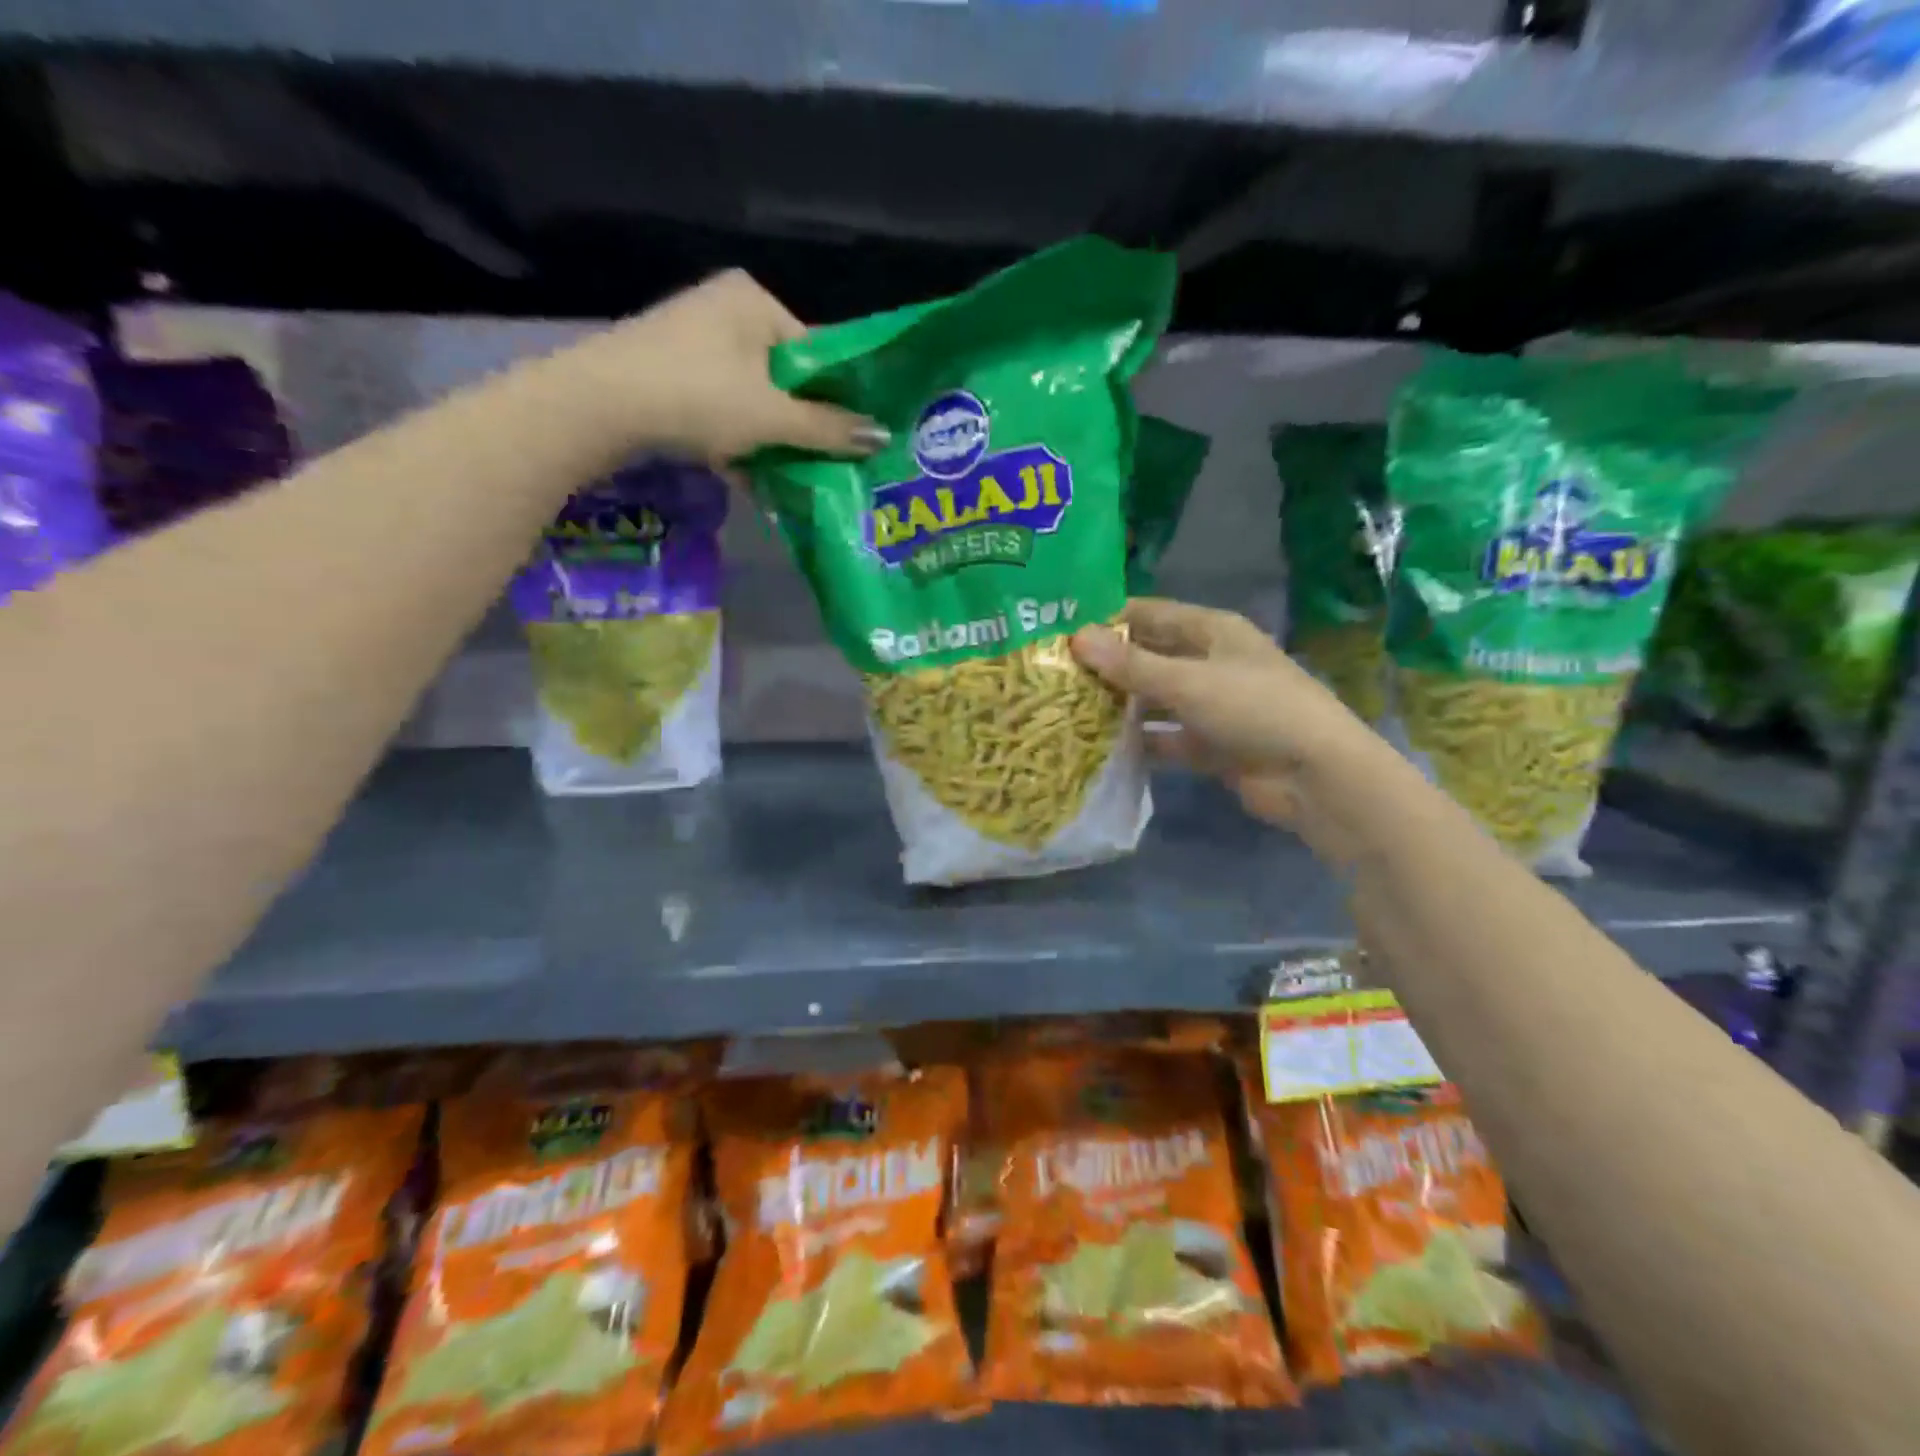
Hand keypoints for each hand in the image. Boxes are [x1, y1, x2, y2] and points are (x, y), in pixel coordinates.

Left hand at [572, 271, 886, 465]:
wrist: (600, 405)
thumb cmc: (699, 396)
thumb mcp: (772, 417)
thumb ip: (829, 428)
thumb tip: (883, 436)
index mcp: (755, 301)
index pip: (816, 352)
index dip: (837, 397)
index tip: (853, 437)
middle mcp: (725, 310)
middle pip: (784, 378)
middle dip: (802, 425)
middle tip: (825, 462)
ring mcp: (692, 341)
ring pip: (752, 398)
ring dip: (770, 441)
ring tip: (792, 479)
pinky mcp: (669, 372)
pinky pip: (721, 408)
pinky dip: (737, 441)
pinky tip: (751, 479)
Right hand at [1070, 598, 1375, 832]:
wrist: (1315, 776)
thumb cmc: (1254, 709)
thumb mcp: (1188, 682)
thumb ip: (1131, 664)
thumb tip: (1076, 638)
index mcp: (1212, 630)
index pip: (1151, 613)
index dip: (1109, 618)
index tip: (1062, 629)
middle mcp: (1211, 661)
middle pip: (1151, 656)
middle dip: (1109, 664)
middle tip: (1056, 673)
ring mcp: (1212, 705)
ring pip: (1156, 698)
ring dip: (1122, 705)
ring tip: (1068, 709)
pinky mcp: (1211, 744)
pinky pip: (1167, 737)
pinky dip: (1141, 741)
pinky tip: (1101, 747)